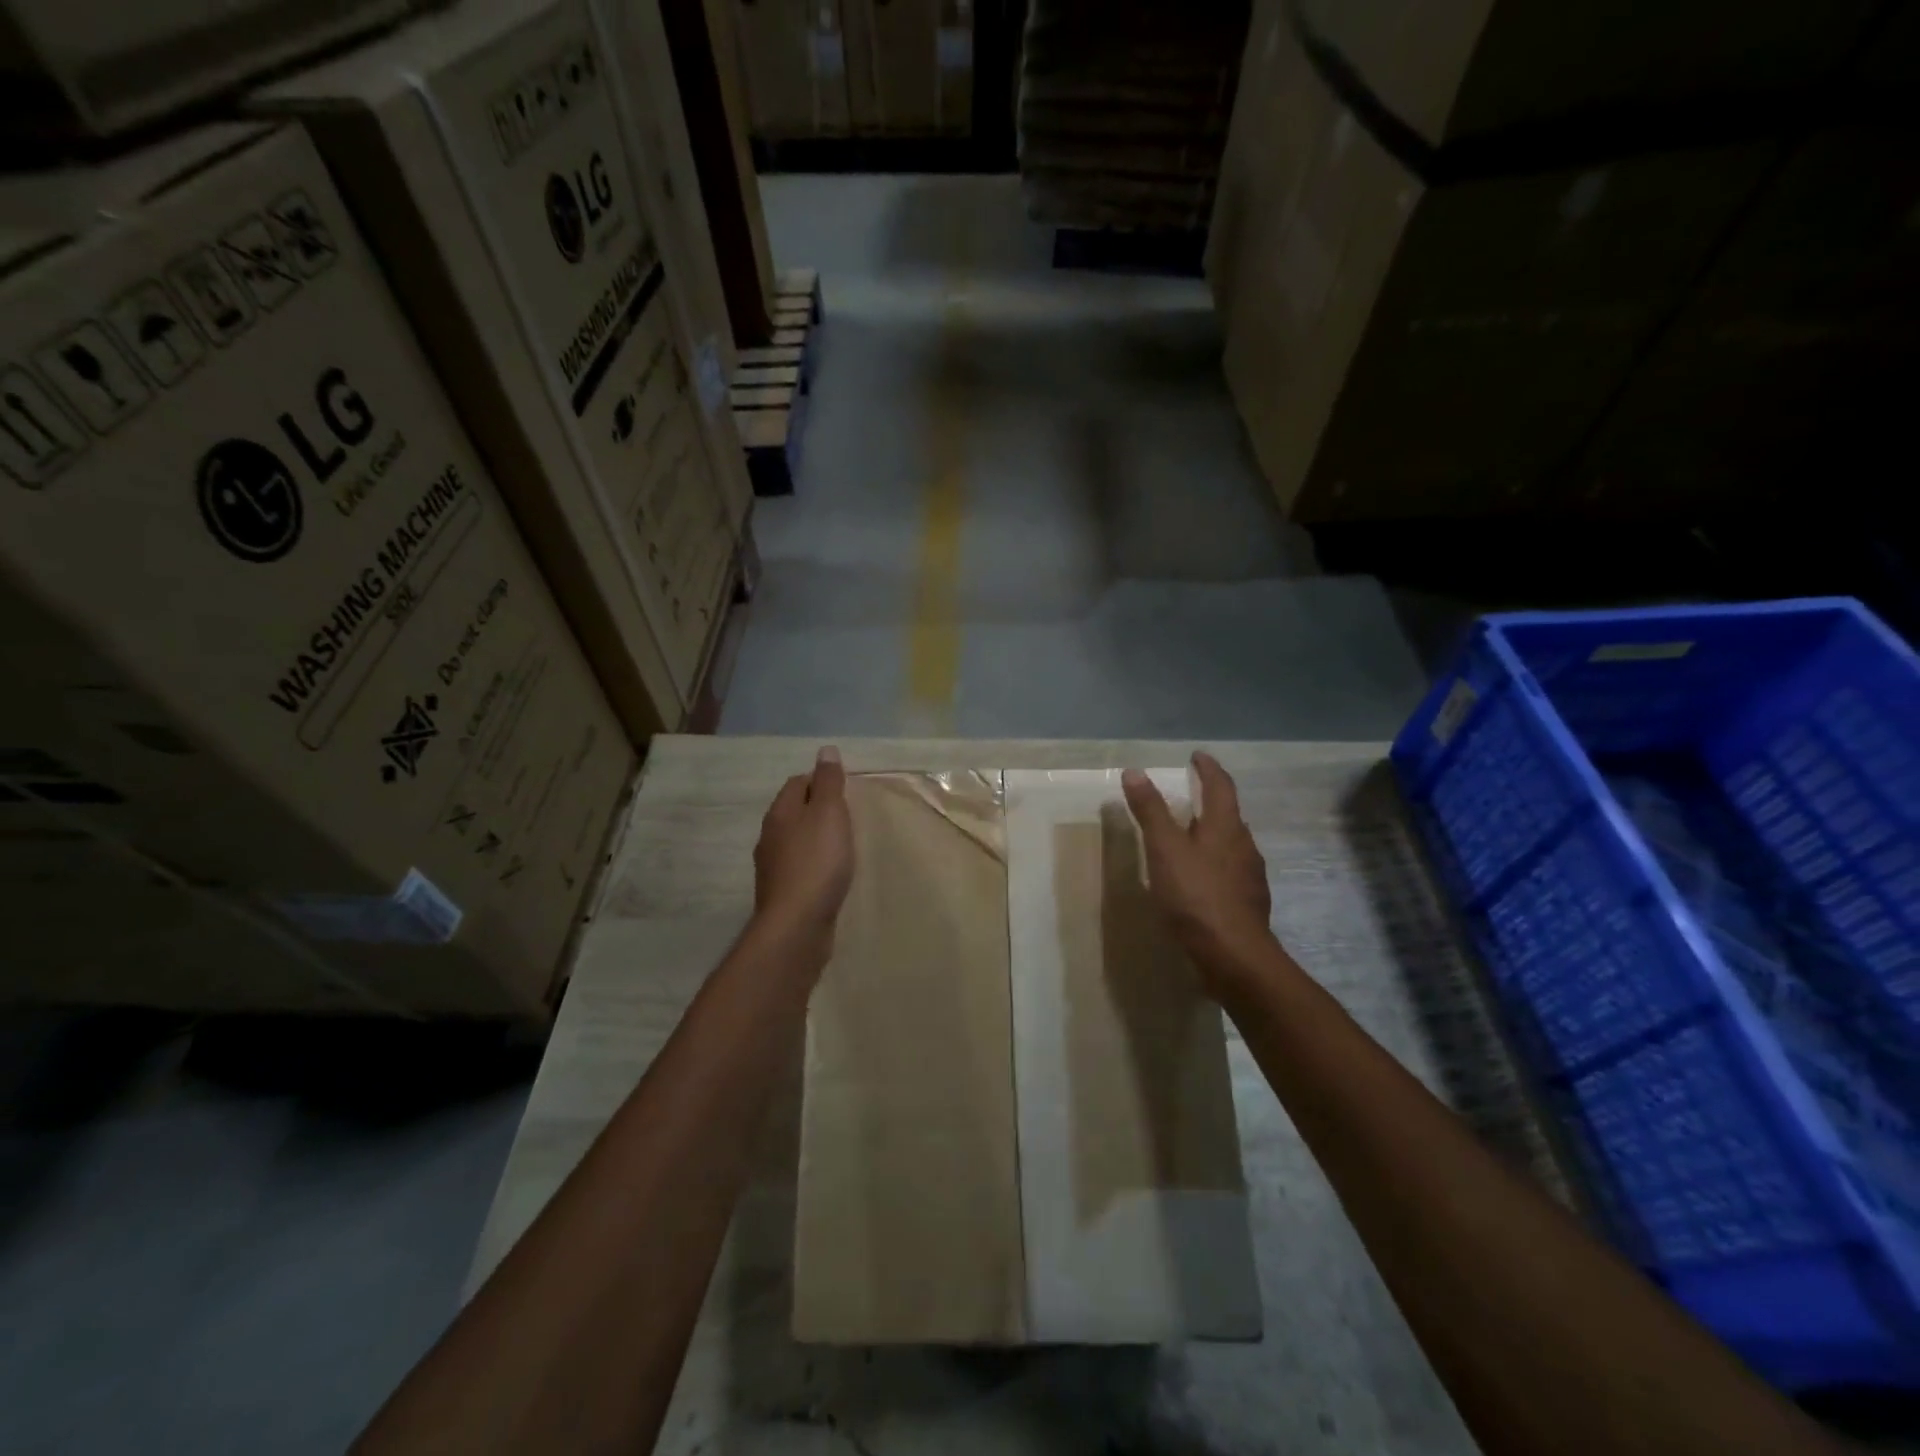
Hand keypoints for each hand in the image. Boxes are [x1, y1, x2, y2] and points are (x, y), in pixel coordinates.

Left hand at [753, 746, 853, 949]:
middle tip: (848, 816)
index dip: (819, 780)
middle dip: (817, 809)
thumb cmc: (817, 862)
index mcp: (780, 813)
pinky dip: (815, 864)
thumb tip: (825, 750)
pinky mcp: (783, 894)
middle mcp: (770, 837)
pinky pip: (800, 867)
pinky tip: (831, 874)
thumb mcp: (829, 813)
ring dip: (816, 838)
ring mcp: (773, 868)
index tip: (845, 790)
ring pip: (796, 841)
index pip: (796, 783)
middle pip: (794, 811)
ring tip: (843, 844)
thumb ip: (828, 782)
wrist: (797, 925)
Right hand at [1122, 752, 1273, 987]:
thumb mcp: (1164, 850)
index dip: (1208, 768)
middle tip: (1189, 797)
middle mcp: (1244, 845)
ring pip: (1231, 845)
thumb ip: (1150, 811)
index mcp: (1225, 827)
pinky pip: (1231, 872)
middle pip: (1229, 815)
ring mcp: (1250, 876)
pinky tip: (1200, 880)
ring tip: (1190, 838)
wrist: (1234, 956)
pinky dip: (1215, 864)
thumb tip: (1135, 771)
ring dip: (1213, 834)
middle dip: (1211, 802)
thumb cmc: (1196, 896)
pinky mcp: (1249, 903)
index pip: (1221, 786)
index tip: (1197, 756)